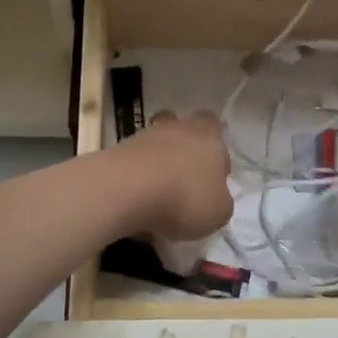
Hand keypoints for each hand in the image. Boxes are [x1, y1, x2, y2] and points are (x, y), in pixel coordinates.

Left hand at [115, 111, 232, 241]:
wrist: (126, 191)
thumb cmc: (184, 198)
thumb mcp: (218, 212)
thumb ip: (220, 199)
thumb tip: (215, 196)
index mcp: (208, 136)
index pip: (213, 125)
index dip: (214, 146)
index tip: (212, 171)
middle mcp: (177, 128)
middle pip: (181, 129)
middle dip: (183, 149)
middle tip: (184, 179)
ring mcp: (143, 136)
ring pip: (155, 144)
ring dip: (157, 163)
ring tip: (157, 196)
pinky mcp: (117, 150)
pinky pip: (133, 162)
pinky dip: (136, 178)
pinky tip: (137, 202)